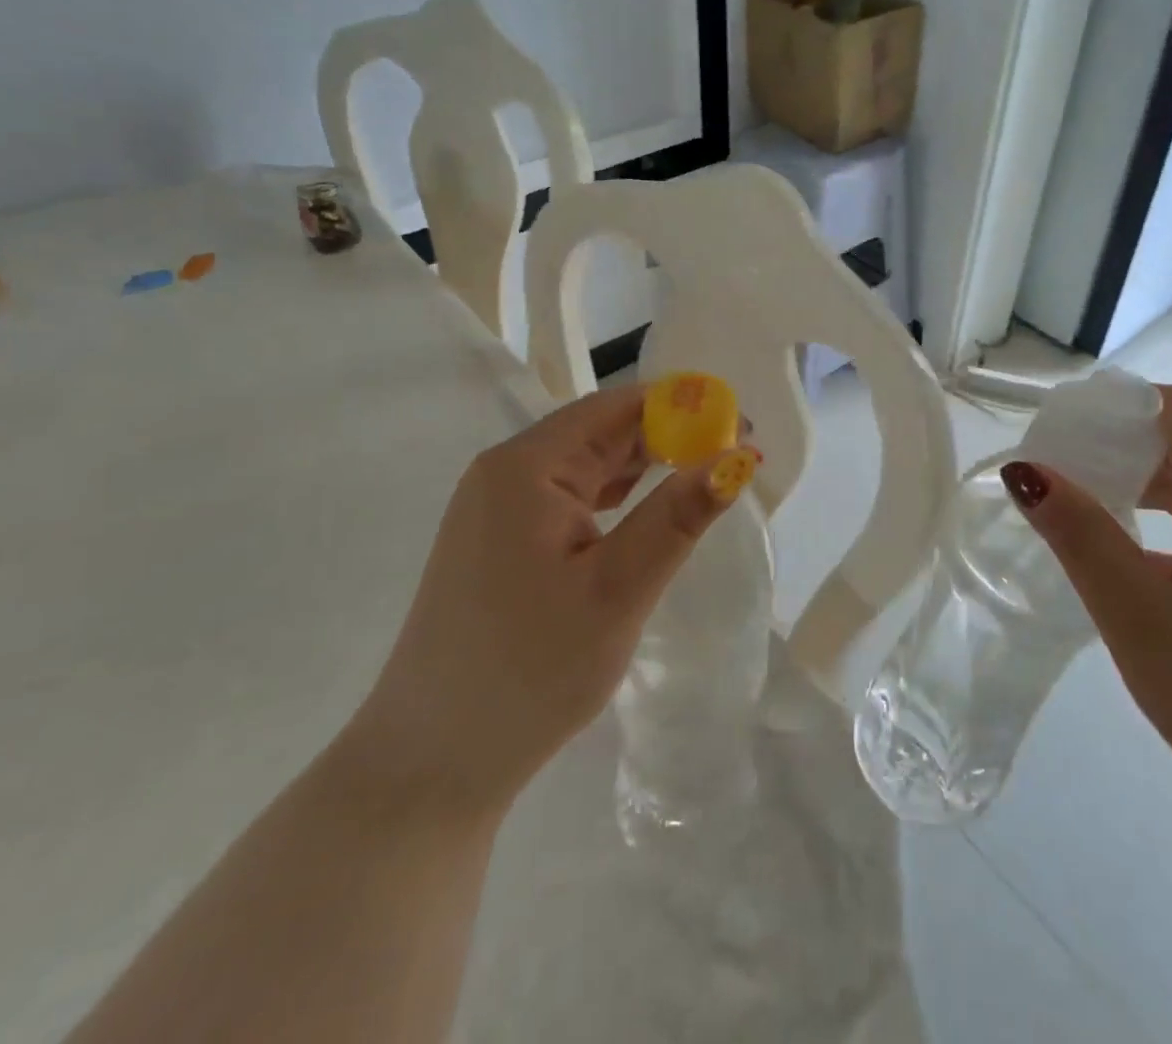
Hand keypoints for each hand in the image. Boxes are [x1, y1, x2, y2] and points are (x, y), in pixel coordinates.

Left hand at [348, 385, 760, 812]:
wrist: (431, 763)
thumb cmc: (529, 672)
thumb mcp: (617, 590)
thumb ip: (678, 516)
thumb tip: (738, 456)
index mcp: (526, 466)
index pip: (617, 407)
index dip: (683, 407)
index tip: (740, 428)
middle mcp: (505, 471)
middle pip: (601, 431)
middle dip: (670, 437)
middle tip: (734, 459)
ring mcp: (496, 506)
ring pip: (587, 464)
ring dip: (645, 465)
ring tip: (702, 478)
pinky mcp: (498, 539)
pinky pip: (569, 496)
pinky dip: (616, 496)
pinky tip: (645, 509)